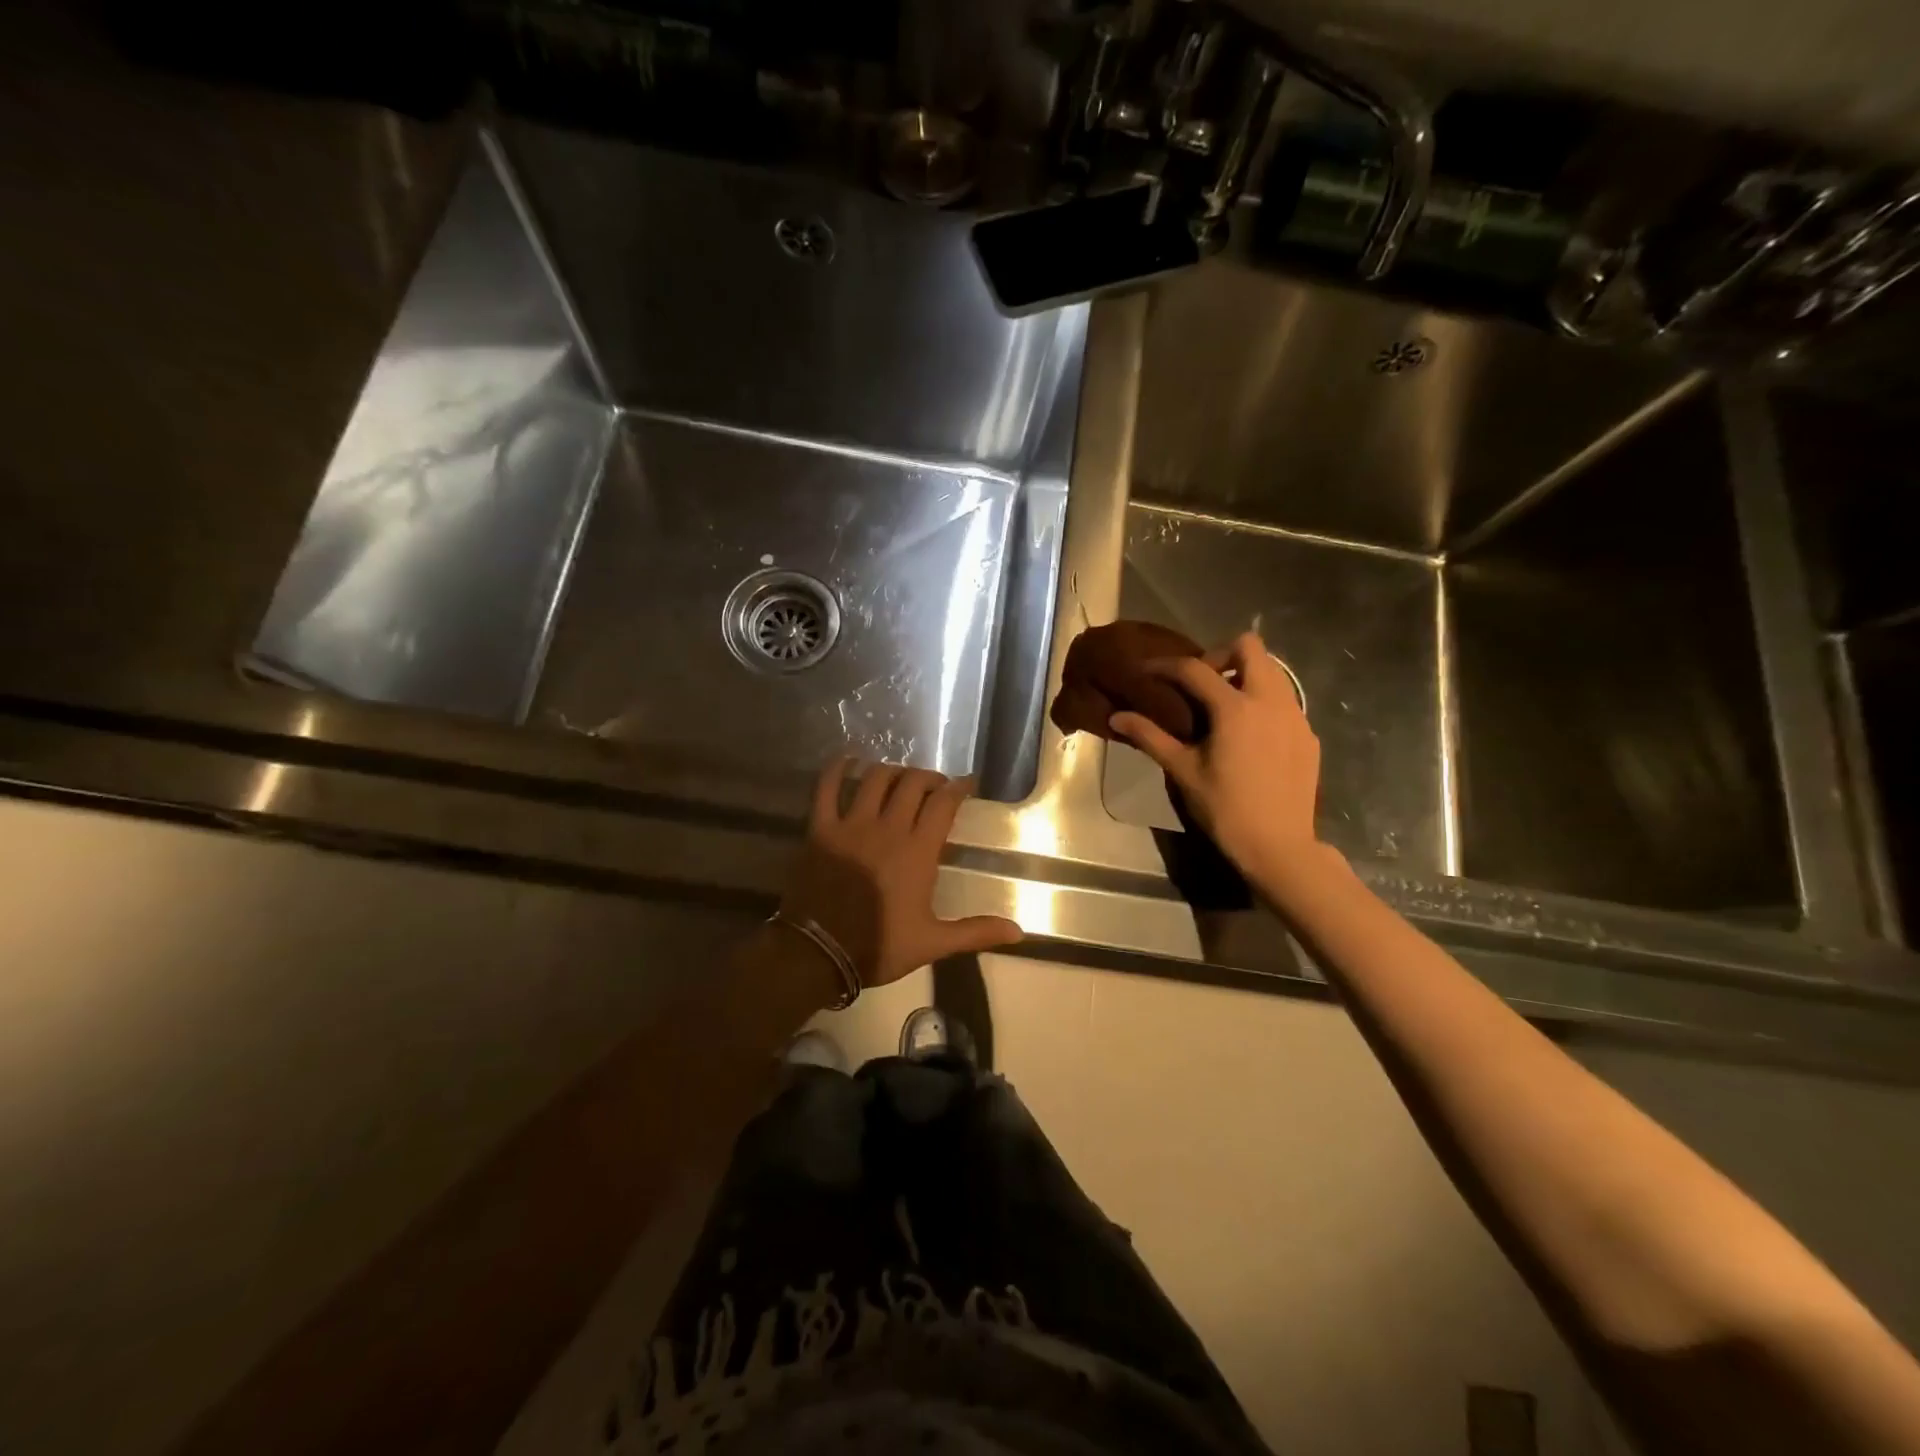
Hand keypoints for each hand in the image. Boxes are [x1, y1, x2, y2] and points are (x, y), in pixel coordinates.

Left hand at [781, 758, 1023, 989]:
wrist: (818, 954)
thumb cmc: (879, 947)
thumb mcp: (933, 942)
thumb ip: (975, 931)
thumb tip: (1019, 931)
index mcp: (918, 851)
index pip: (943, 803)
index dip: (958, 787)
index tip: (967, 784)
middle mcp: (888, 828)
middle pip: (912, 783)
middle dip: (928, 777)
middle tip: (934, 785)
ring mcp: (851, 825)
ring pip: (875, 778)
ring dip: (892, 771)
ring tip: (899, 777)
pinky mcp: (821, 829)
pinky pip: (826, 788)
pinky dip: (836, 769)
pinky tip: (846, 761)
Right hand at [1109, 632, 1329, 891]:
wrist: (1279, 846)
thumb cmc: (1225, 809)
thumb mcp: (1183, 771)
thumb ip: (1150, 737)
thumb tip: (1117, 717)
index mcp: (1235, 708)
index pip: (1194, 669)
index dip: (1165, 665)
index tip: (1146, 671)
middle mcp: (1270, 701)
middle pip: (1249, 646)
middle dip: (1219, 654)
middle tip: (1199, 682)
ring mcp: (1296, 716)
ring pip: (1273, 670)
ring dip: (1245, 674)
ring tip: (1223, 704)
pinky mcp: (1308, 734)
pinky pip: (1285, 700)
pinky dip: (1263, 701)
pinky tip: (1249, 733)